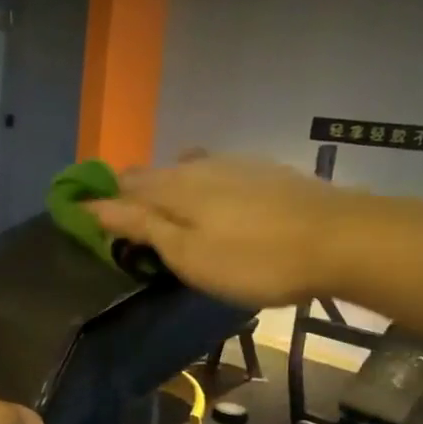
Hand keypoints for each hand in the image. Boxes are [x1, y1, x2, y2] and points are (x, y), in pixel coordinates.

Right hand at [85, 155, 349, 307]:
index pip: (121, 187)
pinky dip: (199, 186)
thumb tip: (93, 206)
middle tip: (124, 225)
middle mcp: (198, 166)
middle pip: (151, 174)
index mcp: (173, 187)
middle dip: (131, 194)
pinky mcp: (264, 172)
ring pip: (184, 171)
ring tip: (164, 213)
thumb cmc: (254, 259)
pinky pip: (215, 173)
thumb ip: (141, 227)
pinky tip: (213, 202)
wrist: (341, 239)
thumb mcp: (188, 253)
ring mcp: (234, 164)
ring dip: (166, 188)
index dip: (99, 201)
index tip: (81, 218)